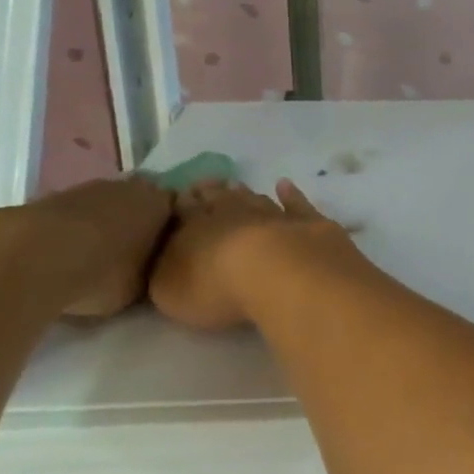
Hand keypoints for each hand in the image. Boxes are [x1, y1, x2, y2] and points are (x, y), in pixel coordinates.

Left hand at [30, 175, 176, 317]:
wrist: (34, 258)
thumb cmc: (104, 272)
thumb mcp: (142, 285)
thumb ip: (151, 270)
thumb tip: (148, 268)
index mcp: (160, 202)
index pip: (175, 208)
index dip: (169, 229)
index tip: (163, 252)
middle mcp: (129, 187)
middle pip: (138, 201)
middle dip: (135, 222)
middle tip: (130, 254)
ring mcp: (87, 188)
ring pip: (103, 206)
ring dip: (100, 225)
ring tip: (92, 258)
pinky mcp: (49, 198)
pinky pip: (71, 216)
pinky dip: (70, 231)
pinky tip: (62, 256)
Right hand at [148, 179, 362, 331]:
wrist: (279, 273)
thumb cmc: (216, 287)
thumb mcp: (170, 289)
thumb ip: (164, 270)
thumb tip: (165, 255)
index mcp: (197, 228)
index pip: (185, 210)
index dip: (181, 203)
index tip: (179, 194)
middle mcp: (234, 214)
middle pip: (220, 199)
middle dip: (210, 192)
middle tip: (204, 183)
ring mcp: (273, 215)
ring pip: (256, 199)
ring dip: (245, 193)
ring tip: (236, 184)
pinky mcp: (308, 223)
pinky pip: (297, 205)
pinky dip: (291, 195)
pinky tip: (285, 185)